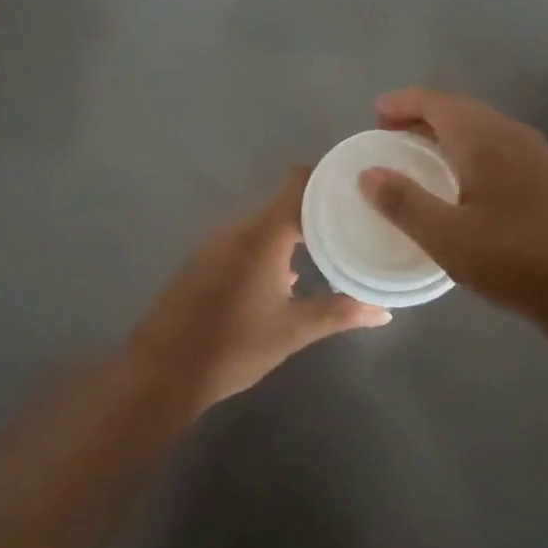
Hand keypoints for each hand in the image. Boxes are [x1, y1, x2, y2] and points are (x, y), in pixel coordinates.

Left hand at [129, 167, 390, 409]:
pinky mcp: (204, 261)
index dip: (328, 176)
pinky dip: (271, 246)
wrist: (162, 371)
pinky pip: (246, 240)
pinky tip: (289, 273)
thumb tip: (384, 311)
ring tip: (330, 243)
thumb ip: (340, 313)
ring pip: (264, 222)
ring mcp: (217, 243)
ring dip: (294, 229)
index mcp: (263, 234)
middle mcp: (238, 228)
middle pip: (283, 201)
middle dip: (318, 207)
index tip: (358, 184)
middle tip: (355, 218)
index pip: (298, 182)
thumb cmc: (233, 346)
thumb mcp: (293, 330)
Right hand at [359, 87, 547, 325]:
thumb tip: (367, 174)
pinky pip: (496, 145)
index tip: (374, 116)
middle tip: (388, 135)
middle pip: (458, 109)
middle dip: (420, 115)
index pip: (435, 102)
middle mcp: (511, 133)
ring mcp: (534, 152)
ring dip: (445, 132)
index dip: (401, 103)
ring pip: (480, 127)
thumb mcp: (448, 238)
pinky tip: (460, 180)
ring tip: (417, 155)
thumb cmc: (515, 260)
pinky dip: (467, 148)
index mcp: (485, 138)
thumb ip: (404, 203)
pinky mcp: (547, 174)